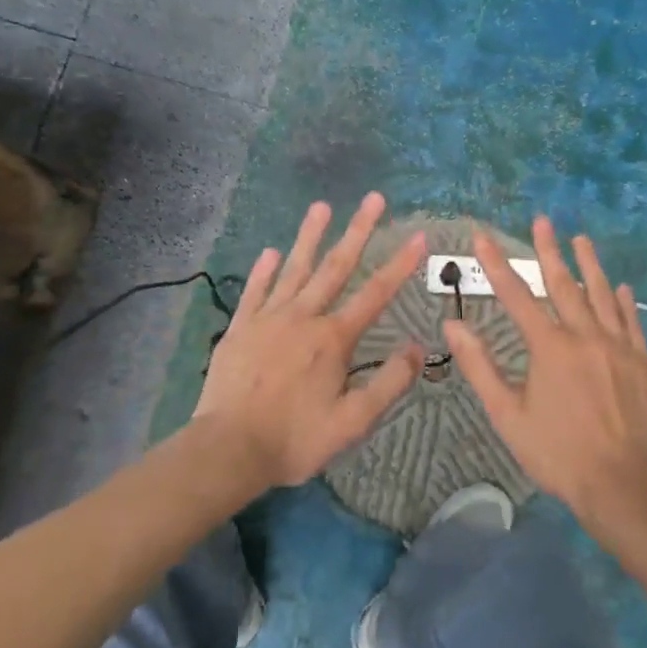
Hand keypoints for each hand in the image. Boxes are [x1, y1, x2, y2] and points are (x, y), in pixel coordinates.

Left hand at [194, 193, 425, 488]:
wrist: (228, 449)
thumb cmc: (295, 439)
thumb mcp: (353, 421)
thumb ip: (389, 383)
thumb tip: (418, 348)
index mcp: (334, 339)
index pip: (376, 293)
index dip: (401, 264)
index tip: (418, 235)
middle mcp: (304, 317)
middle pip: (336, 266)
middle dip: (358, 230)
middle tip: (373, 198)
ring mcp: (269, 318)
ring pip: (294, 269)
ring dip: (310, 236)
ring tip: (321, 205)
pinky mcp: (240, 328)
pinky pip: (255, 291)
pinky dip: (263, 270)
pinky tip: (270, 251)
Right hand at [443, 218, 646, 524]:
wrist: (622, 482)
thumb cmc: (557, 452)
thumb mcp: (508, 414)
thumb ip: (480, 366)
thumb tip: (453, 324)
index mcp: (549, 346)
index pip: (516, 295)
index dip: (497, 264)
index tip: (483, 237)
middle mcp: (584, 335)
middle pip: (563, 283)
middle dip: (549, 250)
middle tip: (542, 220)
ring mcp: (617, 345)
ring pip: (601, 294)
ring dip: (589, 264)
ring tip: (581, 239)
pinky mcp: (640, 360)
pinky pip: (631, 321)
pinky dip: (624, 301)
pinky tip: (621, 287)